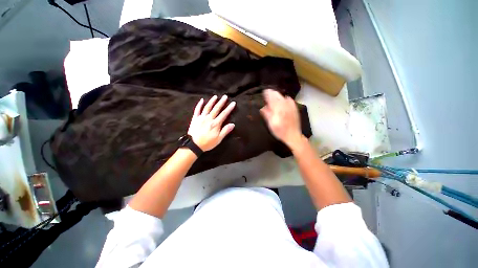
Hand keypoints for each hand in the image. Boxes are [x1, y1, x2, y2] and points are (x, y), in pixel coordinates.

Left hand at [188, 95, 235, 150]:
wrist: (193, 145)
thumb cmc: (207, 143)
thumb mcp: (218, 139)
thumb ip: (225, 131)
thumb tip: (232, 124)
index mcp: (215, 124)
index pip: (224, 114)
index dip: (229, 108)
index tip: (233, 103)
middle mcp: (209, 118)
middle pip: (216, 108)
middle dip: (221, 102)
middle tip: (225, 96)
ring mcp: (201, 118)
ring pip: (207, 107)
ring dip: (212, 101)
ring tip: (215, 96)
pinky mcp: (195, 118)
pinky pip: (197, 110)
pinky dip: (199, 104)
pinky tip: (202, 100)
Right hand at [260, 89, 302, 146]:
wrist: (293, 135)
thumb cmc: (279, 131)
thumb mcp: (270, 124)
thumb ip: (266, 114)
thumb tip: (262, 107)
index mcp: (277, 108)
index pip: (271, 97)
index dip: (266, 93)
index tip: (263, 92)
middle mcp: (284, 104)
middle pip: (277, 94)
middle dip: (271, 93)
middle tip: (267, 95)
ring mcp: (291, 105)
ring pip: (282, 96)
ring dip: (277, 96)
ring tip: (273, 98)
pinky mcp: (295, 107)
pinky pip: (289, 99)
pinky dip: (284, 99)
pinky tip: (283, 101)